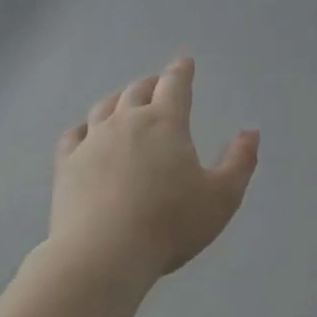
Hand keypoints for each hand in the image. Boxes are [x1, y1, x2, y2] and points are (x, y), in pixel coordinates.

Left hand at [51, 57, 259, 283]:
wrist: (104, 253)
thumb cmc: (170, 224)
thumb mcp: (222, 198)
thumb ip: (240, 162)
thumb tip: (250, 133)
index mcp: (165, 123)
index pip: (174, 85)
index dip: (181, 72)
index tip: (184, 63)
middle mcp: (125, 122)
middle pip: (137, 91)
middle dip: (151, 84)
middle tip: (157, 85)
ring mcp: (91, 141)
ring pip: (104, 108)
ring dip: (118, 100)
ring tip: (124, 102)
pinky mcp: (66, 164)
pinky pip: (74, 135)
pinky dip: (84, 128)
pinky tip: (86, 133)